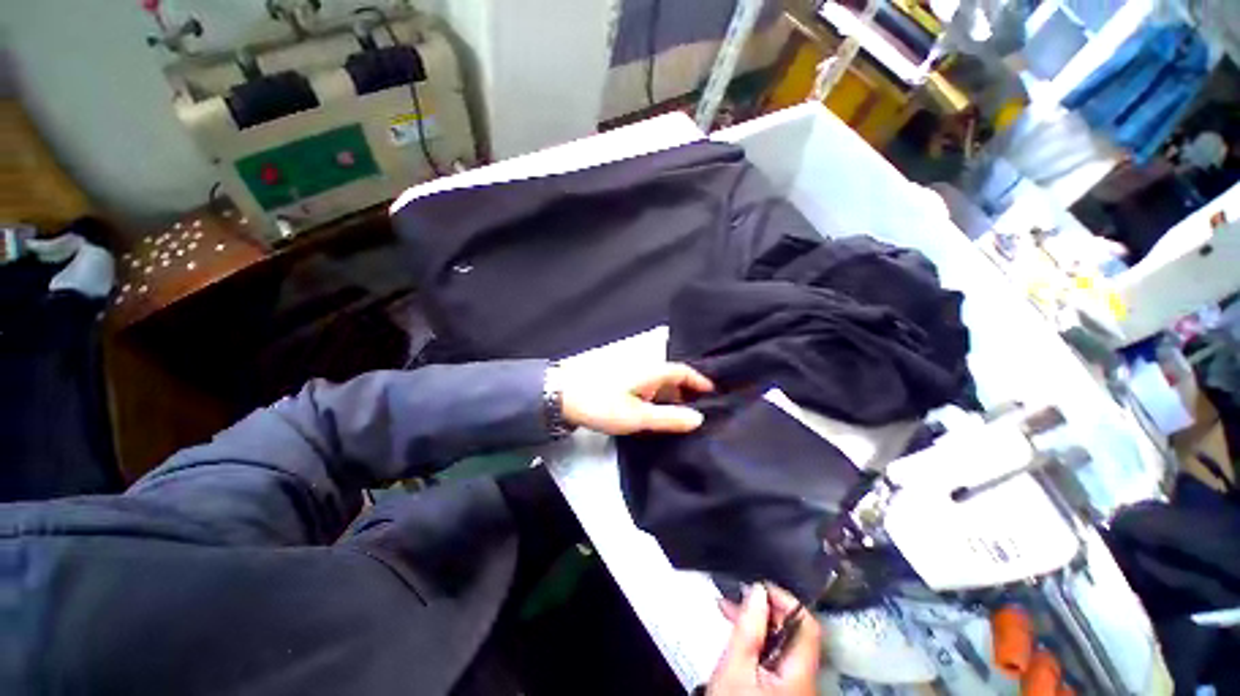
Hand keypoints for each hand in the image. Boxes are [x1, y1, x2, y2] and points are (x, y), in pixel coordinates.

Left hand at [557, 362, 713, 435]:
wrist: (562, 397)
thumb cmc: (603, 404)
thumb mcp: (637, 416)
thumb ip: (668, 418)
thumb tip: (699, 418)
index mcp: (652, 371)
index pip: (683, 371)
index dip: (700, 381)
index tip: (715, 394)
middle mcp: (644, 369)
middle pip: (672, 378)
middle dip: (688, 392)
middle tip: (701, 412)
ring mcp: (631, 376)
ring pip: (659, 385)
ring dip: (672, 398)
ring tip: (682, 418)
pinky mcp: (621, 385)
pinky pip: (648, 390)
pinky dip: (658, 401)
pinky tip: (657, 415)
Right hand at [708, 584, 821, 695]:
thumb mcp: (735, 667)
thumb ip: (749, 628)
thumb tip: (758, 590)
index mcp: (800, 673)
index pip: (807, 626)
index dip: (786, 600)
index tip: (759, 586)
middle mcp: (805, 677)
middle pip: (794, 633)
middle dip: (765, 609)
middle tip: (736, 596)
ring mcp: (795, 684)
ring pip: (782, 642)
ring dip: (757, 623)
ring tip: (729, 608)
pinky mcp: (783, 689)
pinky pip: (774, 654)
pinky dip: (757, 639)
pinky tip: (737, 630)